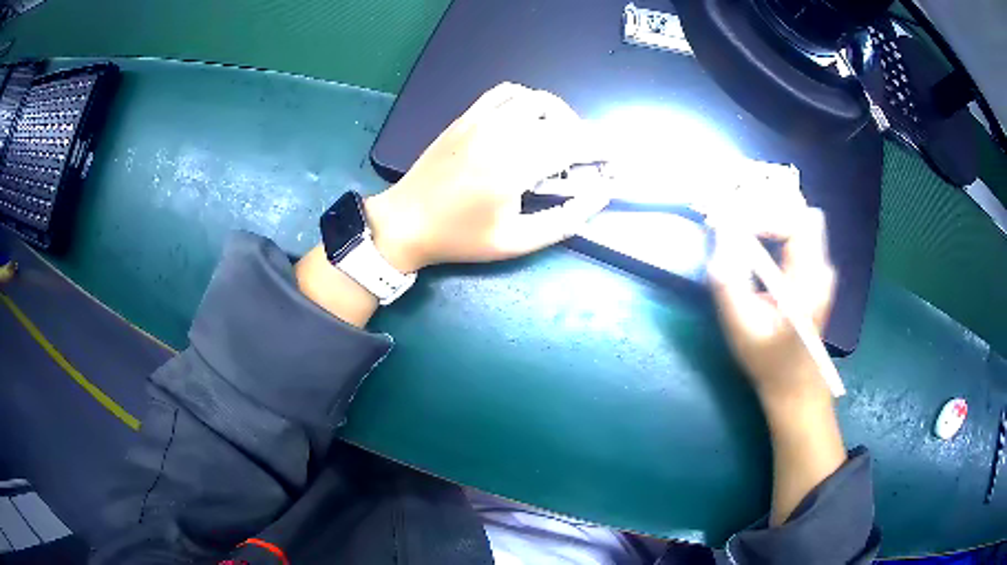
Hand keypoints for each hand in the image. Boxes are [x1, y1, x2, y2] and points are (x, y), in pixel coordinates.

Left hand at [365, 83, 609, 272]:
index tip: (616, 163)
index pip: (575, 144)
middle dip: (586, 138)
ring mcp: (482, 120)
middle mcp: (501, 133)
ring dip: (560, 116)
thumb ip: (564, 220)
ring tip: (560, 141)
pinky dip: (528, 100)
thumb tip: (600, 195)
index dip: (603, 150)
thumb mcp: (516, 242)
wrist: (406, 221)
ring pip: (537, 99)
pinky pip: (506, 92)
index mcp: (514, 166)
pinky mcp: (467, 116)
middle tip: (586, 163)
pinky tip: (529, 120)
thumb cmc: (460, 238)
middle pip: (561, 120)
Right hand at [707, 206, 836, 406]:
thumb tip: (719, 236)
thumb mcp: (741, 329)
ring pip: (797, 218)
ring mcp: (819, 267)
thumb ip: (728, 283)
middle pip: (798, 213)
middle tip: (731, 220)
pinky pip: (795, 232)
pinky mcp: (813, 270)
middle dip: (763, 209)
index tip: (730, 225)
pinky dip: (771, 227)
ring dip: (767, 215)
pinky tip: (751, 241)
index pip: (794, 223)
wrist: (796, 386)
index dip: (761, 216)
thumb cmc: (769, 363)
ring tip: (737, 228)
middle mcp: (820, 267)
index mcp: (809, 282)